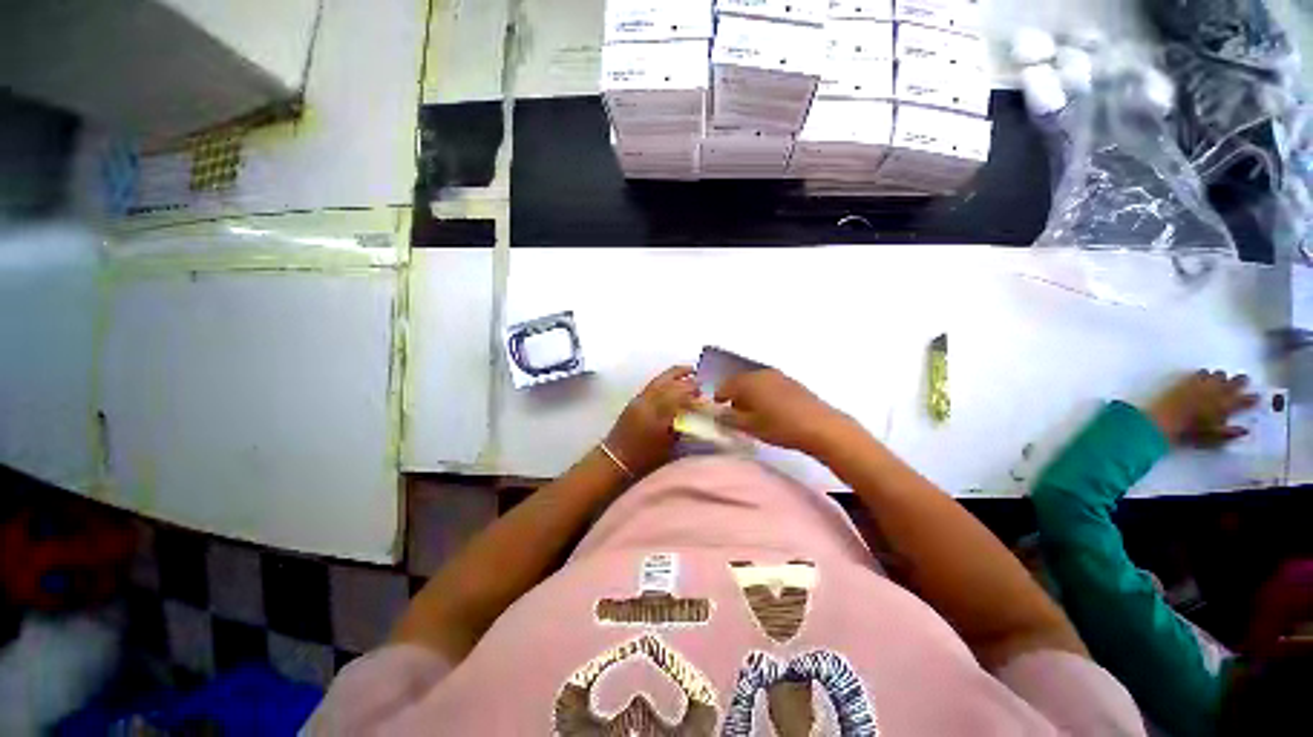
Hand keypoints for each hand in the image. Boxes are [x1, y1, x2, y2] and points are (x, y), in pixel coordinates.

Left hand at [605, 366, 698, 476]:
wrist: (616, 459)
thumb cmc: (646, 458)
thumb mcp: (670, 446)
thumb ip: (684, 427)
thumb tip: (695, 413)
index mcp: (658, 415)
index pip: (680, 394)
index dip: (693, 391)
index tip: (704, 391)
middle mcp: (648, 402)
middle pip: (670, 383)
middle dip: (686, 379)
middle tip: (699, 381)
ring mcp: (639, 399)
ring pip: (660, 380)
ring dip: (675, 375)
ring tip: (688, 372)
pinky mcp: (634, 400)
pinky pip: (652, 384)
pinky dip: (664, 380)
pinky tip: (672, 382)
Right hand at [715, 368, 853, 454]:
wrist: (821, 427)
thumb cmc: (780, 426)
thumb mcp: (749, 426)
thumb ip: (728, 419)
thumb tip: (718, 414)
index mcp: (747, 382)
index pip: (725, 386)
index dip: (718, 398)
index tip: (718, 408)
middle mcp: (761, 374)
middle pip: (740, 382)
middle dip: (734, 396)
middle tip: (734, 413)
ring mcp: (779, 376)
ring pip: (756, 383)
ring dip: (750, 395)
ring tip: (753, 413)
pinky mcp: (792, 383)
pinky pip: (770, 385)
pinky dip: (764, 395)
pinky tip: (771, 410)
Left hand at [1145, 370, 1258, 445]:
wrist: (1164, 421)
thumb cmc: (1190, 433)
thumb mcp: (1213, 438)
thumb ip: (1229, 434)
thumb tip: (1245, 431)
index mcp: (1225, 408)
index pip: (1243, 402)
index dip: (1251, 399)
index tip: (1257, 396)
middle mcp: (1216, 394)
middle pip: (1232, 384)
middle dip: (1240, 381)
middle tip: (1245, 378)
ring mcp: (1201, 387)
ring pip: (1217, 376)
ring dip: (1222, 376)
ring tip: (1224, 376)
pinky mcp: (1185, 383)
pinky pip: (1198, 374)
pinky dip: (1204, 373)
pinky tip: (1204, 372)